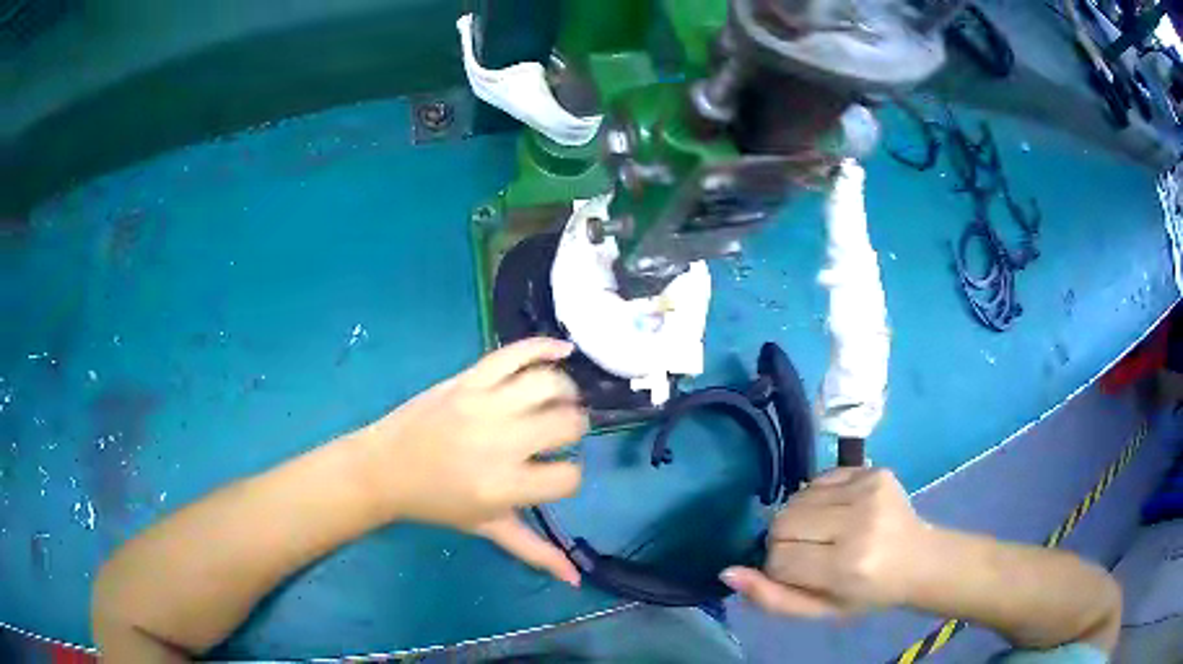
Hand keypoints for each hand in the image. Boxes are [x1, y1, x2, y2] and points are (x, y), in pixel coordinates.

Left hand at [353, 337, 587, 584]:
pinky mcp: (467, 379)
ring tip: (560, 401)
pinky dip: (544, 346)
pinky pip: (514, 353)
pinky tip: (563, 350)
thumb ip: (534, 551)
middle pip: (567, 424)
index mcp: (504, 486)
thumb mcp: (486, 528)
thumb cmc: (436, 503)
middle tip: (561, 435)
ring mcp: (483, 404)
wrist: (384, 467)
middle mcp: (499, 442)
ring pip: (548, 383)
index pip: (569, 476)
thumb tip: (575, 578)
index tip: (556, 474)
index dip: (570, 476)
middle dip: (574, 430)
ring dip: (566, 391)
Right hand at [721, 468, 929, 615]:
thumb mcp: (820, 611)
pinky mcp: (873, 469)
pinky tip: (837, 511)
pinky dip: (816, 497)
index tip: (799, 574)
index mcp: (847, 566)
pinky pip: (819, 479)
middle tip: (809, 552)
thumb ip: (772, 598)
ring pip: (797, 499)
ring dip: (799, 517)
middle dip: (784, 540)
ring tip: (824, 532)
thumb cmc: (868, 593)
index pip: (778, 559)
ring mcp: (868, 489)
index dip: (779, 568)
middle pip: (783, 523)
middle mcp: (859, 522)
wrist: (920, 559)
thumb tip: (727, 572)